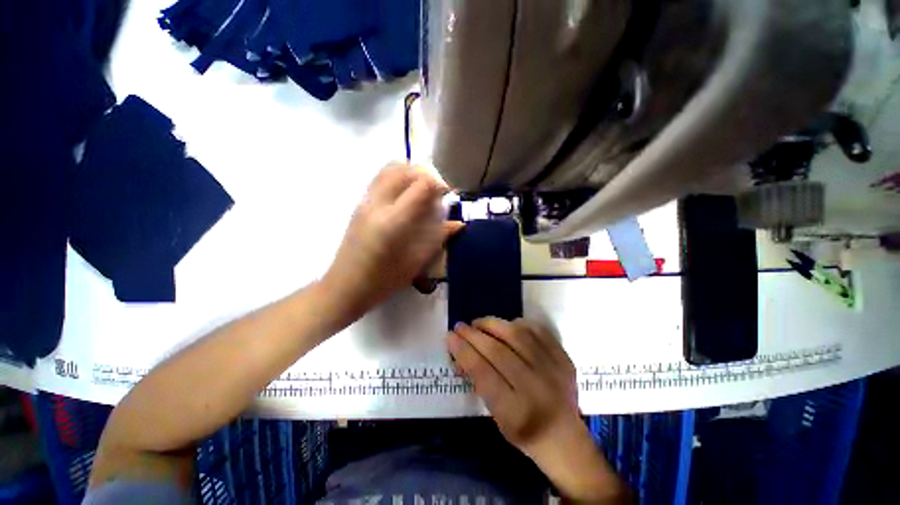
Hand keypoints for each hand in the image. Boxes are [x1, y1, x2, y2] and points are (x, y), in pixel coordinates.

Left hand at [323, 163, 462, 315]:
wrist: (344, 287)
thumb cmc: (383, 280)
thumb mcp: (416, 262)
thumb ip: (438, 238)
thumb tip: (459, 225)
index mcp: (394, 221)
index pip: (421, 186)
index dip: (439, 184)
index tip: (448, 195)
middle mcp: (378, 204)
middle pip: (404, 169)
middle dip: (426, 174)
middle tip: (436, 191)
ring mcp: (365, 201)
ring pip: (389, 169)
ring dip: (410, 172)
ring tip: (421, 189)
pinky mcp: (359, 204)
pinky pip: (380, 177)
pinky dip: (397, 176)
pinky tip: (404, 196)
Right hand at [447, 318, 628, 502]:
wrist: (566, 439)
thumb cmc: (524, 432)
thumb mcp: (497, 418)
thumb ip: (480, 383)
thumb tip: (462, 352)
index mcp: (516, 412)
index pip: (484, 373)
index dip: (464, 351)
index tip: (450, 337)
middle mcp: (536, 388)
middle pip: (499, 352)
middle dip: (474, 335)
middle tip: (460, 326)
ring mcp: (554, 370)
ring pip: (518, 336)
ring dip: (493, 324)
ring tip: (479, 322)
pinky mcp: (563, 358)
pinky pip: (537, 331)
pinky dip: (518, 324)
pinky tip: (505, 325)